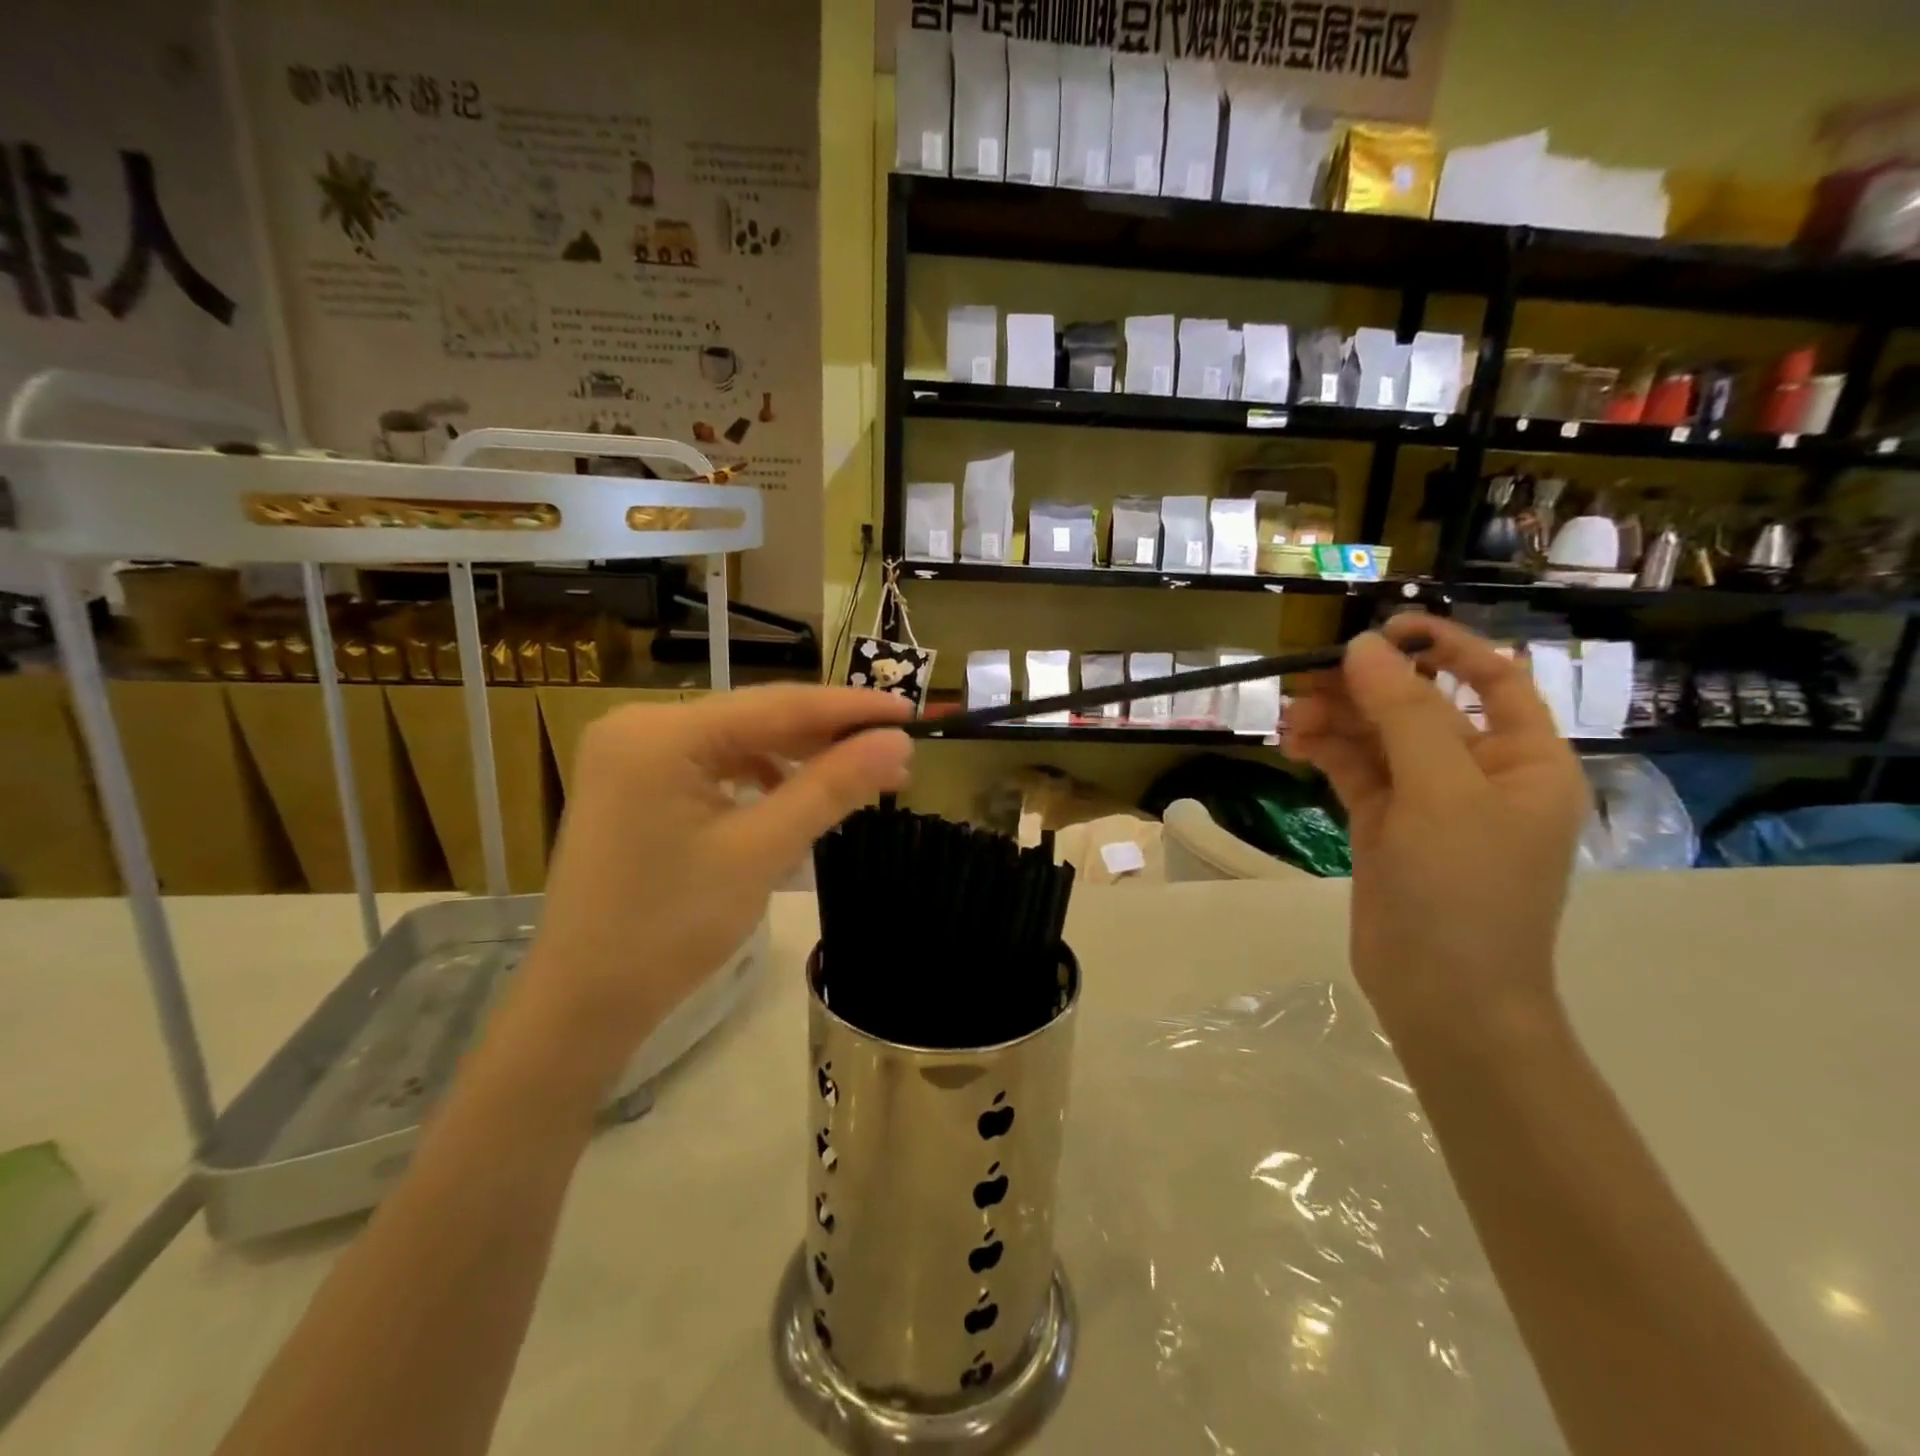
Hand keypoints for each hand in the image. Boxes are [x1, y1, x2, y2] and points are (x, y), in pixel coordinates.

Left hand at [511, 686, 912, 1081]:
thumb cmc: (670, 927)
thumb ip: (831, 787)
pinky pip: (713, 765)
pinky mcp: (634, 784)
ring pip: (737, 741)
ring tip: (856, 778)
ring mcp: (632, 754)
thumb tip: (898, 742)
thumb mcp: (761, 851)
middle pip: (756, 718)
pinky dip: (759, 777)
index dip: (851, 708)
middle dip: (827, 738)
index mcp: (661, 732)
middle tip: (895, 755)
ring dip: (796, 759)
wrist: (584, 1002)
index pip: (777, 705)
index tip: (910, 712)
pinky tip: (791, 797)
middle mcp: (640, 725)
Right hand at [1283, 615, 1590, 1038]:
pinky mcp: (1386, 826)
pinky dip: (1327, 753)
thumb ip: (1405, 714)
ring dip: (1336, 721)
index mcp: (1525, 758)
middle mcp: (1479, 772)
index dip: (1442, 644)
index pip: (1491, 677)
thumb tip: (1364, 647)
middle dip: (1365, 688)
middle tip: (1305, 678)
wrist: (1444, 995)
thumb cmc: (1465, 891)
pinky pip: (1356, 772)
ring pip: (1379, 739)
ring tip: (1289, 719)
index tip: (1382, 629)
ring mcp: (1429, 802)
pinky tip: (1294, 746)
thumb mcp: (1441, 793)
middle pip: (1420, 706)